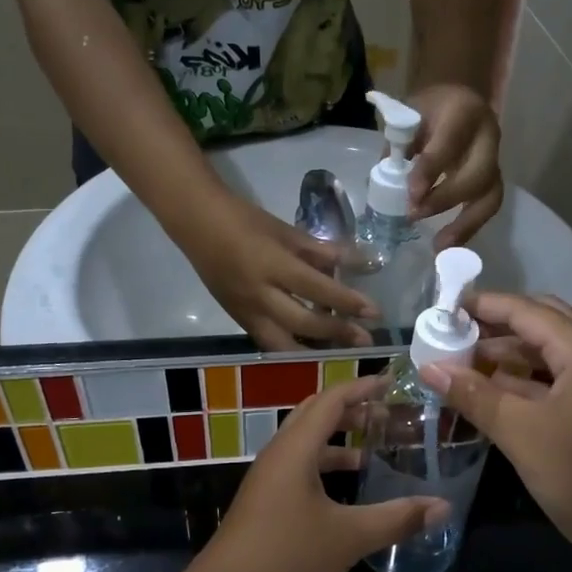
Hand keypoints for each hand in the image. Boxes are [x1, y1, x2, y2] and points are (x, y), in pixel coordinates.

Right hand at [185, 195, 377, 350]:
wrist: (197, 224)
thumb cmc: (244, 220)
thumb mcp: (285, 231)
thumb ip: (321, 251)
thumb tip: (358, 262)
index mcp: (272, 265)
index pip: (317, 290)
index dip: (347, 302)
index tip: (374, 312)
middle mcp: (259, 295)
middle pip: (303, 324)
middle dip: (337, 333)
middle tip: (365, 339)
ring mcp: (246, 311)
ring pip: (283, 344)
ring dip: (315, 351)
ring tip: (342, 350)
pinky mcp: (238, 320)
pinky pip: (268, 342)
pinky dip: (292, 348)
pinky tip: (313, 347)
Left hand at [195, 377, 448, 571]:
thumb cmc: (286, 556)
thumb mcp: (348, 537)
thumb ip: (397, 518)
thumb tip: (443, 506)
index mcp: (295, 449)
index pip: (331, 400)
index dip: (362, 387)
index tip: (392, 382)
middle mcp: (278, 456)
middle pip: (315, 416)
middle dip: (351, 411)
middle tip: (387, 415)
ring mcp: (267, 482)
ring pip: (306, 446)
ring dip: (338, 443)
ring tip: (373, 452)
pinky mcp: (264, 506)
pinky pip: (299, 470)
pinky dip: (325, 469)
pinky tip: (346, 495)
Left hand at [405, 85, 502, 247]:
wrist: (456, 98)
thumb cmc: (427, 110)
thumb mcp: (409, 116)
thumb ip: (398, 148)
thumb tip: (382, 186)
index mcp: (463, 112)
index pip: (449, 144)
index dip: (431, 171)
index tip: (411, 195)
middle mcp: (488, 136)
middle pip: (478, 174)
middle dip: (446, 199)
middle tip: (415, 215)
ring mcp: (496, 159)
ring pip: (490, 196)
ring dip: (466, 224)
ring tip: (440, 247)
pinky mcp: (494, 180)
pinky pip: (487, 207)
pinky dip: (469, 228)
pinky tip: (450, 245)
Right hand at [420, 292, 571, 571]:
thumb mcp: (524, 434)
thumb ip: (476, 396)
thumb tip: (430, 367)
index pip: (527, 311)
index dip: (484, 305)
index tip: (442, 309)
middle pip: (540, 328)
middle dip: (496, 328)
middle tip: (452, 338)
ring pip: (546, 361)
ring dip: (506, 360)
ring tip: (460, 368)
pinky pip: (551, 390)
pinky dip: (520, 388)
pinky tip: (488, 401)